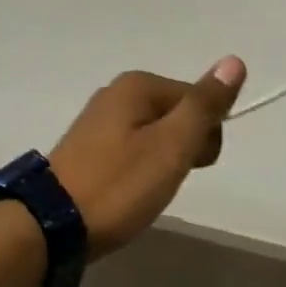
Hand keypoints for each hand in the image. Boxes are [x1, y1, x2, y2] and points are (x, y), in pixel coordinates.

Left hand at [49, 58, 247, 256]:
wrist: (50, 225)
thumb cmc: (119, 184)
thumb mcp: (172, 146)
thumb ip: (204, 105)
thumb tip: (234, 61)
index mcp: (138, 85)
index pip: (198, 100)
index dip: (205, 137)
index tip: (190, 167)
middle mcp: (116, 92)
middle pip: (176, 114)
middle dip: (183, 149)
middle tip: (163, 181)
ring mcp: (98, 119)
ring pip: (155, 135)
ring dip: (161, 163)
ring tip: (143, 191)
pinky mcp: (87, 146)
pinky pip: (132, 149)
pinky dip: (138, 170)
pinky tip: (126, 192)